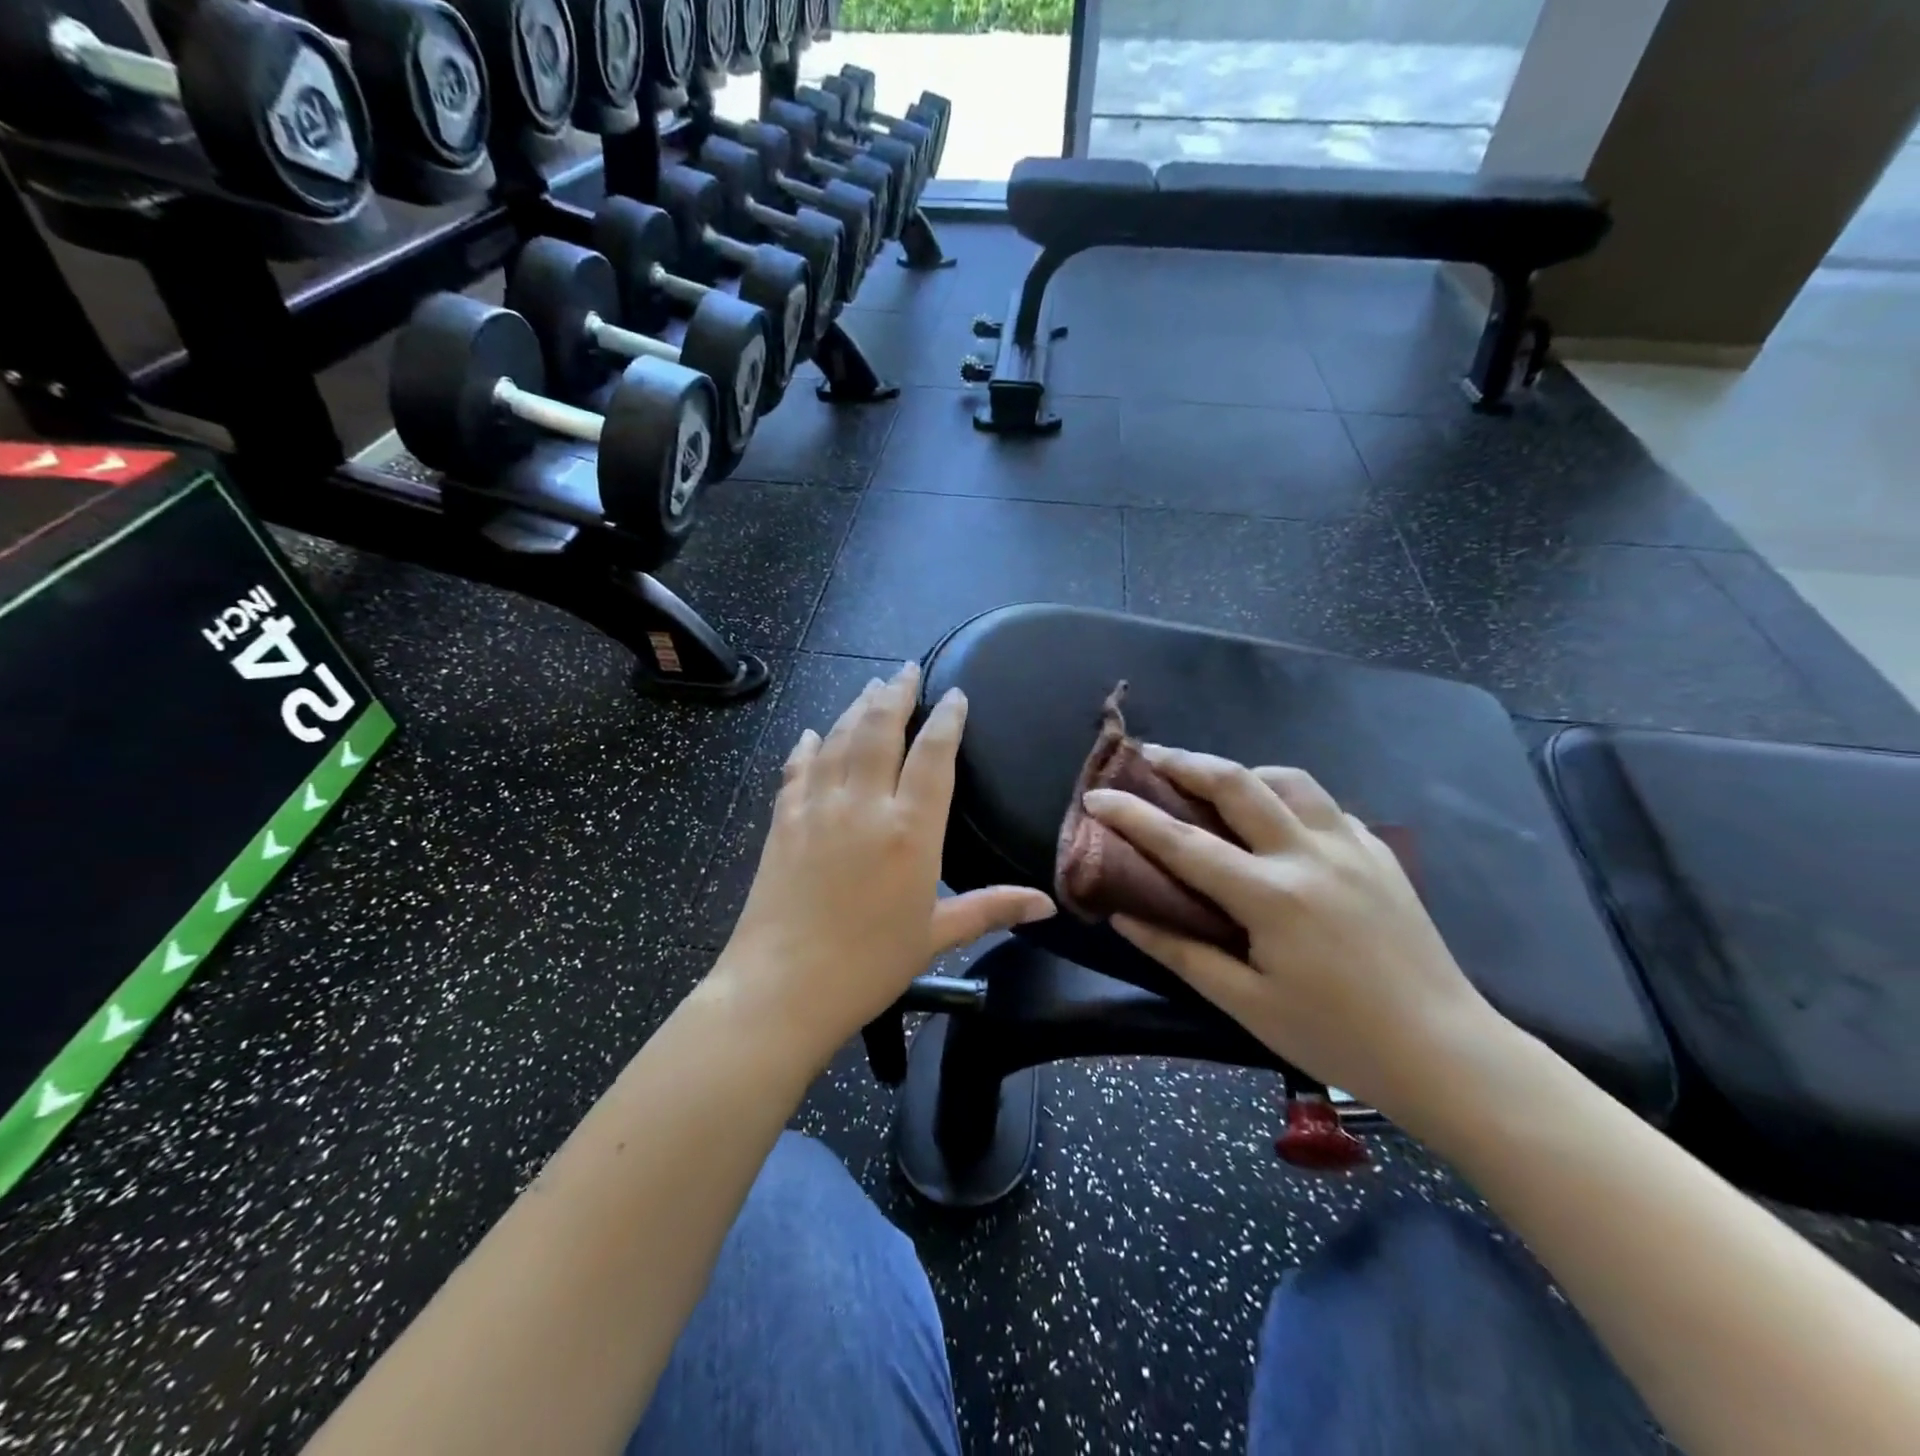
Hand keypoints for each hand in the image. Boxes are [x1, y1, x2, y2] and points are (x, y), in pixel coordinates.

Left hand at [701, 663, 1054, 1070]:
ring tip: (871, 687)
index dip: (946, 719)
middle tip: (907, 670)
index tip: (954, 695)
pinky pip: (797, 770)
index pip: (933, 756)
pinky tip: (811, 734)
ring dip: (856, 708)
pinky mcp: (783, 821)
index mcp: (911, 830)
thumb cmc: (869, 965)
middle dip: (896, 695)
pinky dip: (807, 747)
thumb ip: (991, 908)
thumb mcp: (936, 936)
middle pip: (880, 731)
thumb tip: (1047, 904)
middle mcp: (865, 805)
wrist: (782, 987)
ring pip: (839, 740)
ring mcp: (818, 808)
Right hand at [1083, 748, 1506, 1118]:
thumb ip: (1179, 951)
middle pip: (1237, 783)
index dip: (1132, 815)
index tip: (1096, 796)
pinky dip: (1287, 797)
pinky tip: (1277, 820)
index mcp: (1271, 896)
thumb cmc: (1337, 1038)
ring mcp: (1352, 847)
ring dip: (1241, 771)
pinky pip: (1324, 805)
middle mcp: (1310, 855)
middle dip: (1184, 762)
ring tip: (1212, 784)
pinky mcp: (1381, 853)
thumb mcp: (1246, 1004)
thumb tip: (1123, 914)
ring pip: (1288, 779)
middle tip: (1148, 757)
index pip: (1183, 842)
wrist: (1448, 1053)